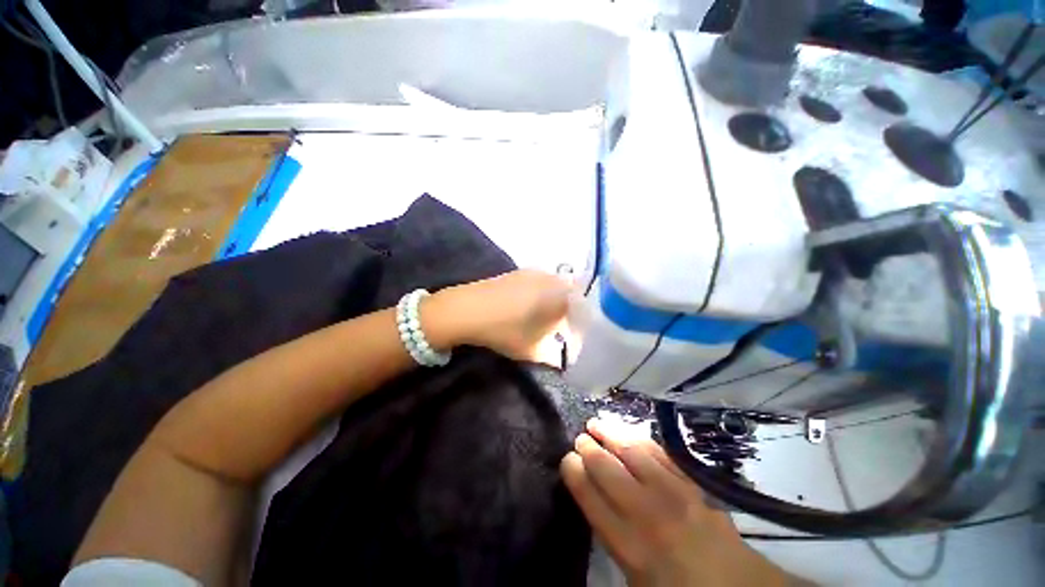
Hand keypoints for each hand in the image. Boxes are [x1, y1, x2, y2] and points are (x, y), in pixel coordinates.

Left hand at [425, 269, 571, 365]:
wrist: (467, 309)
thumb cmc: (504, 331)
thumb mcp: (532, 350)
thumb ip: (554, 356)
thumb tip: (564, 357)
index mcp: (559, 295)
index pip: (582, 308)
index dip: (581, 325)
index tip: (574, 338)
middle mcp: (550, 279)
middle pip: (570, 295)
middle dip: (569, 313)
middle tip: (561, 330)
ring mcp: (533, 272)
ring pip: (554, 287)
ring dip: (555, 303)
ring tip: (545, 320)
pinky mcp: (518, 272)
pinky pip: (540, 283)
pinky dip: (541, 295)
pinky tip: (529, 308)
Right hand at [561, 419, 791, 586]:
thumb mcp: (632, 577)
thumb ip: (608, 534)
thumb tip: (589, 493)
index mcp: (628, 544)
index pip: (588, 494)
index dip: (573, 470)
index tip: (567, 460)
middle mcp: (647, 512)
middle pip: (606, 467)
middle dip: (587, 447)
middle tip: (580, 438)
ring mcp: (673, 492)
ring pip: (632, 450)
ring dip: (610, 432)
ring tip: (597, 423)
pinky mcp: (692, 481)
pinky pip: (660, 451)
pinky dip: (640, 438)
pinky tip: (629, 432)